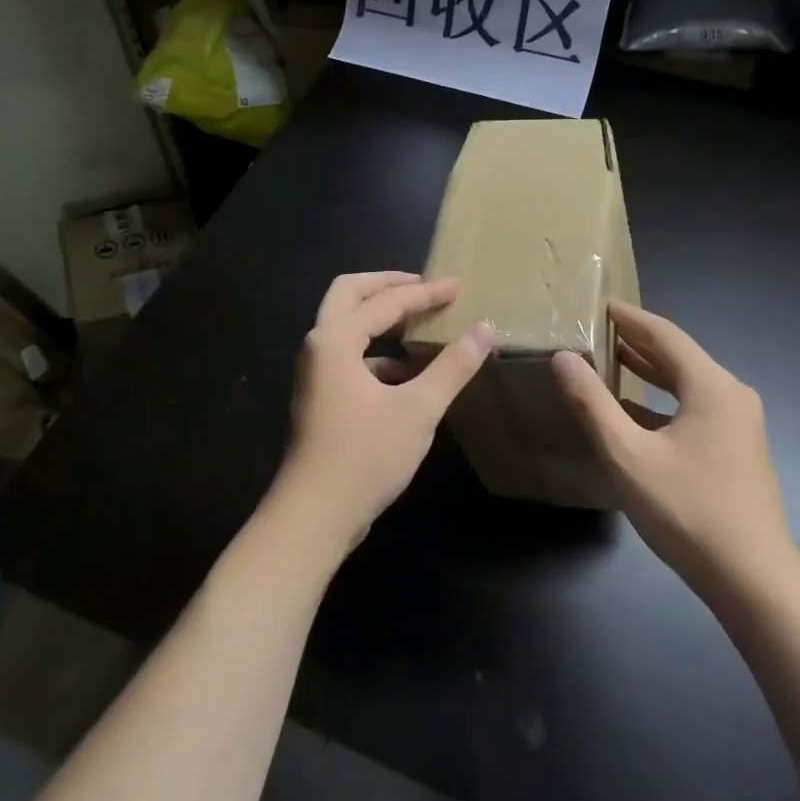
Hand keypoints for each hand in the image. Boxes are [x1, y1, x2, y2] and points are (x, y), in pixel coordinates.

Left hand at [267, 272, 493, 557]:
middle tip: (425, 287)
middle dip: (388, 285)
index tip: (458, 286)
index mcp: (336, 339)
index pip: (387, 302)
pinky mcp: (321, 397)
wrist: (314, 515)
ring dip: (380, 317)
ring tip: (420, 323)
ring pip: (346, 325)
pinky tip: (408, 372)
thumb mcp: (418, 409)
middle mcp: (319, 346)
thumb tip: (484, 329)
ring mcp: (315, 372)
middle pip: (350, 294)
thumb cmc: (365, 456)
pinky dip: (377, 352)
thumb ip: (453, 366)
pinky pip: (349, 356)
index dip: (426, 293)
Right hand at [553, 302, 795, 601]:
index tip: (599, 304)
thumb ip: (592, 403)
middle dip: (637, 341)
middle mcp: (731, 395)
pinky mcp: (737, 449)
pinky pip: (694, 408)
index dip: (629, 317)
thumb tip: (563, 358)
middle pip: (678, 355)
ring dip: (649, 370)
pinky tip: (633, 410)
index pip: (664, 334)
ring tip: (610, 359)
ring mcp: (739, 424)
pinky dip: (662, 400)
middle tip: (597, 329)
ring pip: (687, 383)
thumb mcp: (627, 455)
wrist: (752, 579)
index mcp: (711, 386)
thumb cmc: (687, 510)